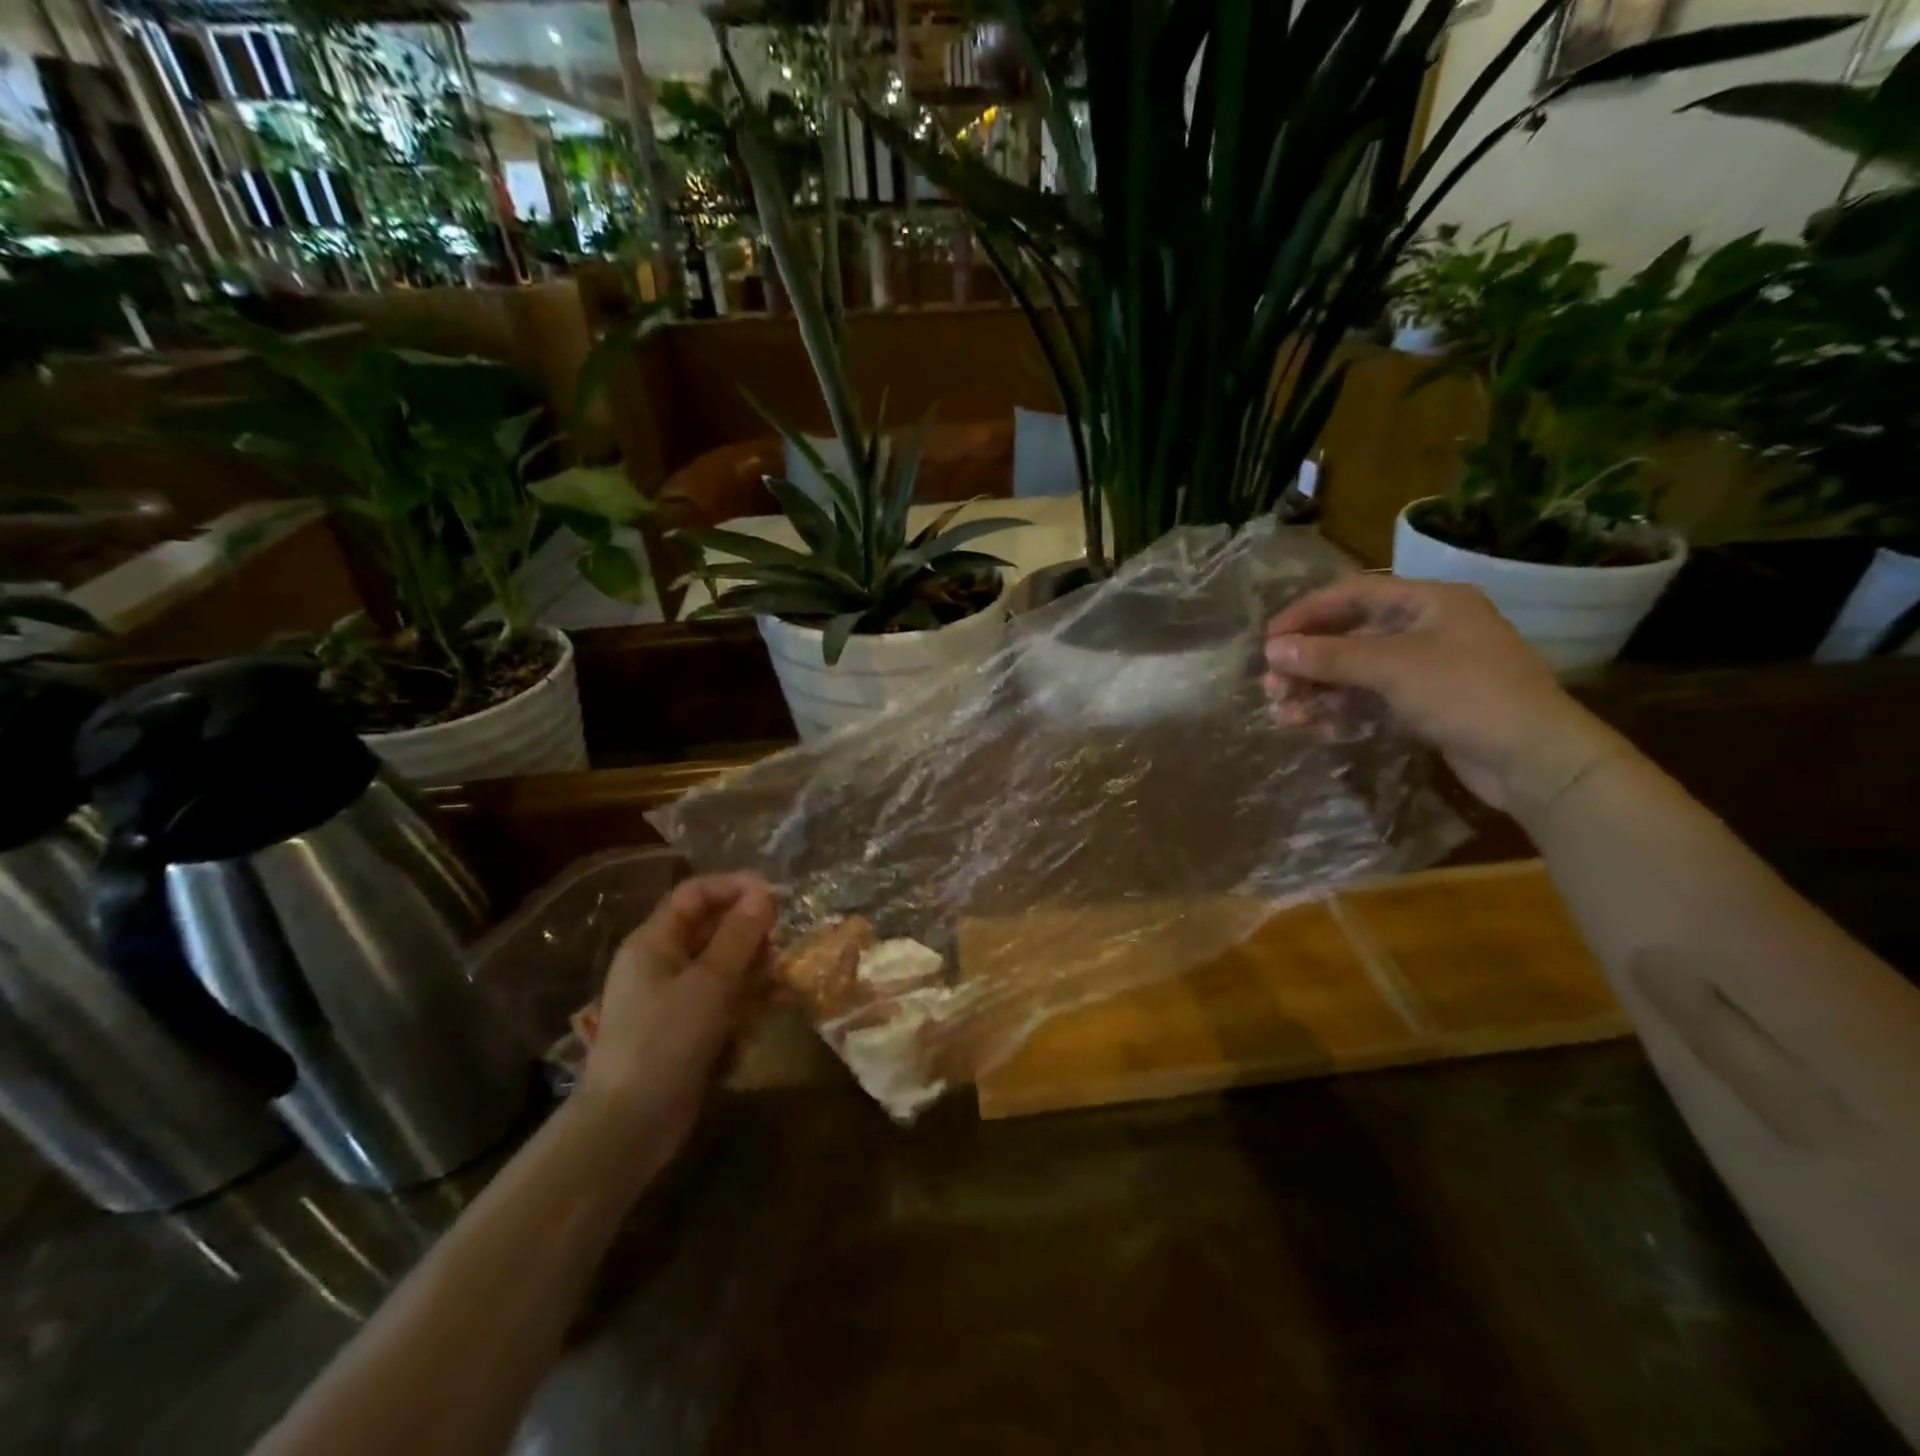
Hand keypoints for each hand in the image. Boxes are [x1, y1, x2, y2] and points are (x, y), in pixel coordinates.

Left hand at [578, 873, 776, 1164]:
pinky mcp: (689, 1029)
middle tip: (787, 934)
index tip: (776, 894)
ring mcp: (676, 998)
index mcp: (654, 942)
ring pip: (723, 964)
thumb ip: (739, 936)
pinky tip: (781, 1001)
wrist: (629, 1126)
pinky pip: (725, 998)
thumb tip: (763, 894)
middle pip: (711, 927)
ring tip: (790, 969)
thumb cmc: (665, 1041)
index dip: (735, 886)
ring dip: (757, 963)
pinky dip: (751, 996)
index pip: (695, 894)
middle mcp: (662, 963)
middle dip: (750, 927)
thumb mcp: (709, 982)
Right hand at [1263, 576, 1630, 815]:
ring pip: (1354, 673)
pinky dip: (1340, 711)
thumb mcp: (1393, 668)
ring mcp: (1425, 669)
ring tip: (1283, 714)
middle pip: (1348, 636)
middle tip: (1272, 687)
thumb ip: (1329, 657)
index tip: (1268, 642)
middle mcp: (1425, 628)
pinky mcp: (1424, 705)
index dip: (1305, 615)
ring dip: (1317, 691)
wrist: (1534, 760)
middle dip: (1307, 663)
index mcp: (1428, 602)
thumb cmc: (1467, 694)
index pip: (1351, 594)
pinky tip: (1316, 728)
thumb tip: (1272, 650)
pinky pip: (1370, 700)